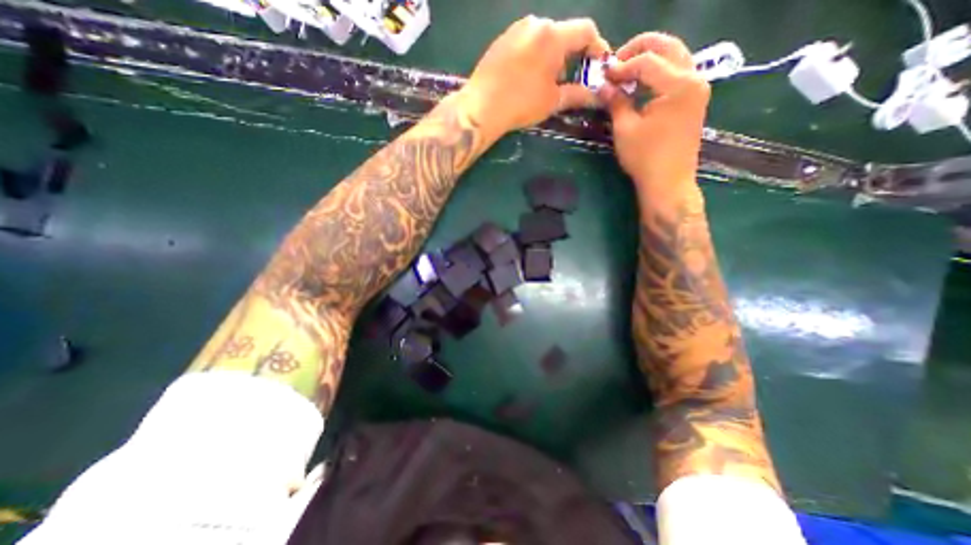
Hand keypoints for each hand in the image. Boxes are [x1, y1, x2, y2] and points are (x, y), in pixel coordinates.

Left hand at [459, 15, 608, 138]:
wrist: (482, 106)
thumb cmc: (521, 103)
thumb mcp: (552, 101)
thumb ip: (577, 94)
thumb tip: (595, 96)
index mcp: (553, 35)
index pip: (586, 30)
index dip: (597, 47)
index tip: (598, 66)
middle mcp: (535, 23)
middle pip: (563, 34)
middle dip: (572, 56)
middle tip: (570, 80)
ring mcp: (516, 29)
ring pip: (544, 38)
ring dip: (552, 57)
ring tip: (546, 83)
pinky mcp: (502, 40)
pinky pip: (526, 43)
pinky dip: (535, 57)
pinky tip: (528, 78)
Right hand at [604, 31, 710, 193]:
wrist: (668, 182)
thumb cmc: (645, 158)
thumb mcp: (625, 129)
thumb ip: (616, 102)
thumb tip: (603, 86)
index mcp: (678, 84)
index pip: (647, 61)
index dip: (622, 65)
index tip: (603, 75)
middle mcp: (694, 78)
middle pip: (668, 47)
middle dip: (640, 50)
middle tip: (616, 64)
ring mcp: (697, 88)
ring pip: (674, 57)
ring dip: (650, 59)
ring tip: (625, 73)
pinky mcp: (694, 99)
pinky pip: (677, 73)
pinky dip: (658, 72)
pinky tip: (640, 84)